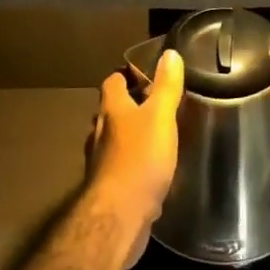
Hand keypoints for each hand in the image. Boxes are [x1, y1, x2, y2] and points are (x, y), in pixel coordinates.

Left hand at [88, 49, 183, 266]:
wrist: (120, 215)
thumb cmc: (140, 158)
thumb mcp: (160, 116)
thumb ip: (166, 86)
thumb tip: (169, 53)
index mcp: (111, 110)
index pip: (112, 82)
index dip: (126, 76)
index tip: (145, 74)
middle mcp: (100, 132)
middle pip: (110, 111)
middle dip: (128, 107)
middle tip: (154, 105)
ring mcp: (100, 162)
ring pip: (113, 140)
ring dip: (129, 136)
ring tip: (155, 136)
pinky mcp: (108, 188)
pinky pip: (119, 167)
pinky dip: (132, 163)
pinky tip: (149, 171)